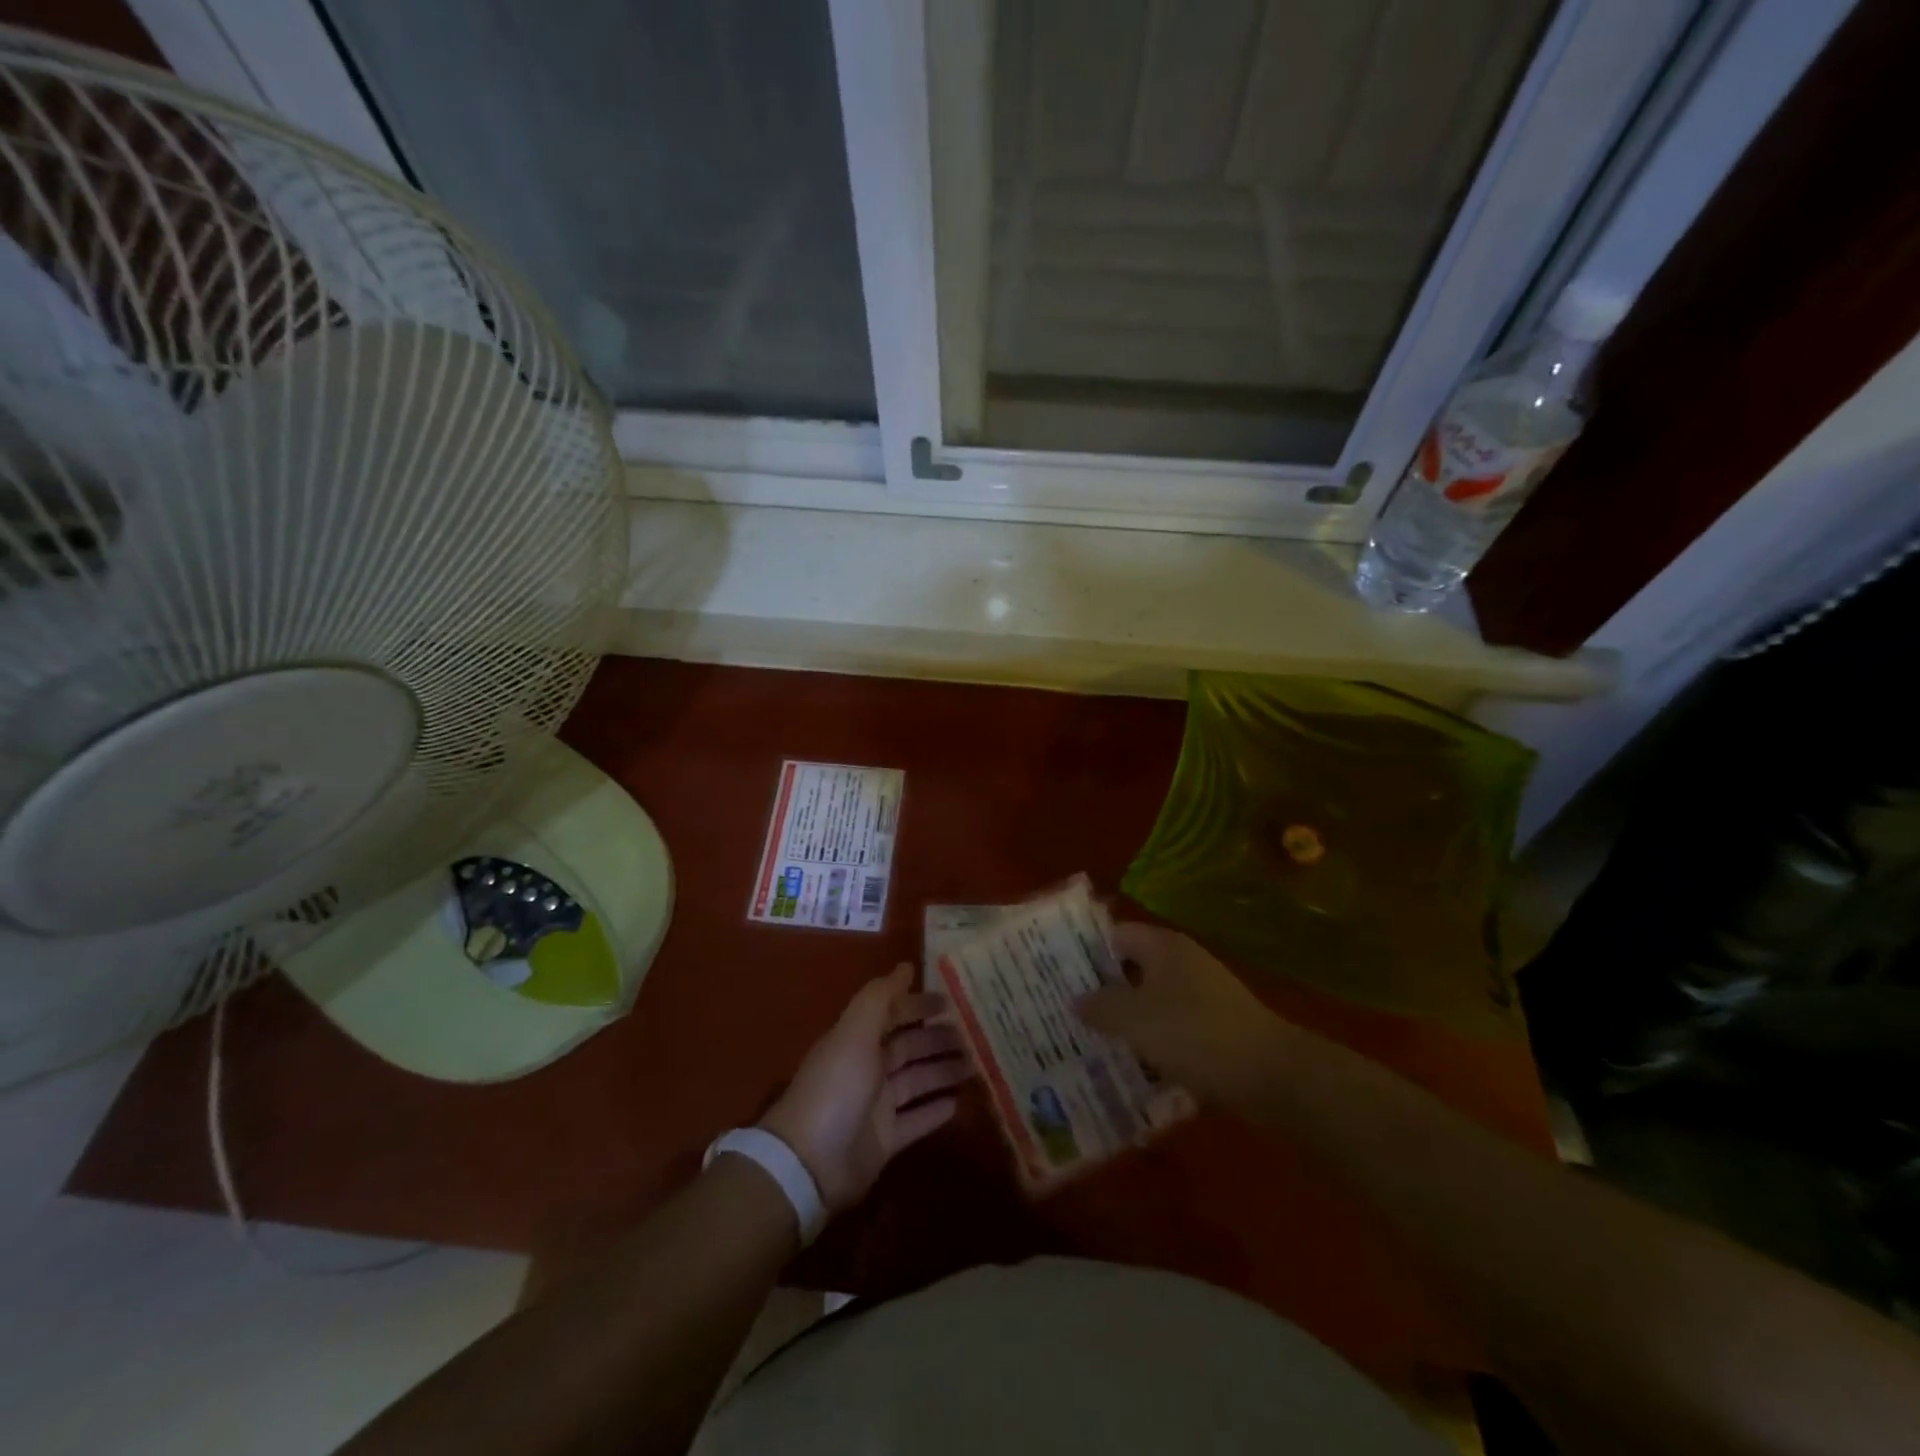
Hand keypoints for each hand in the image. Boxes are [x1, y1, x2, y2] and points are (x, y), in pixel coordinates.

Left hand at [759, 965, 972, 1211]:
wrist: (810, 1163)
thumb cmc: (836, 1087)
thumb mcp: (855, 1032)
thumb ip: (880, 998)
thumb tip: (906, 967)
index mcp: (857, 1040)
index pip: (892, 1014)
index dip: (918, 1005)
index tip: (950, 1001)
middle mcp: (867, 1069)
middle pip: (908, 1047)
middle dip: (936, 1038)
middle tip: (972, 1034)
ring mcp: (876, 1107)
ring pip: (917, 1081)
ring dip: (943, 1071)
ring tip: (975, 1065)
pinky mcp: (885, 1141)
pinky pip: (917, 1120)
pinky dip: (936, 1111)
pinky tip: (960, 1103)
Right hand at [1078, 922, 1289, 1111]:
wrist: (1271, 1076)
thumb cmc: (1195, 1034)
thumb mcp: (1135, 1019)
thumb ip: (1100, 1006)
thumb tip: (1076, 999)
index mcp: (1163, 947)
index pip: (1113, 935)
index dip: (1083, 951)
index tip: (1055, 973)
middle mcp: (1182, 963)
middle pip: (1131, 969)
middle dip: (1100, 990)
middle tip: (1064, 1011)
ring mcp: (1201, 996)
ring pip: (1150, 1002)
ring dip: (1125, 1020)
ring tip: (1088, 1041)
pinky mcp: (1214, 1028)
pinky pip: (1171, 1028)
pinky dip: (1151, 1042)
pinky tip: (1130, 1066)